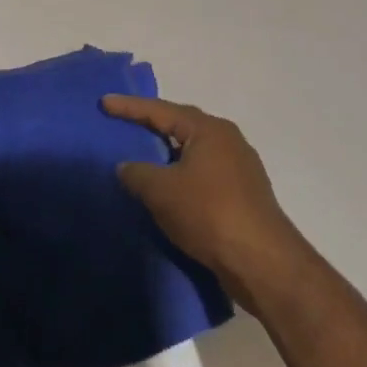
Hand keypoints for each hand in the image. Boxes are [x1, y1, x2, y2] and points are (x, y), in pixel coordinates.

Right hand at [105, 95, 309, 313]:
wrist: (262, 263)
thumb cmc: (208, 213)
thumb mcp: (160, 190)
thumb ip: (136, 172)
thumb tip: (126, 167)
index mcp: (209, 130)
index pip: (161, 111)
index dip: (129, 107)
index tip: (104, 103)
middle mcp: (228, 142)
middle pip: (181, 126)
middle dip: (152, 125)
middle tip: (123, 123)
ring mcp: (240, 170)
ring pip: (193, 152)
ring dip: (167, 154)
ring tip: (141, 155)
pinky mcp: (243, 196)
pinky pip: (202, 174)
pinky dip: (180, 175)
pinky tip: (167, 187)